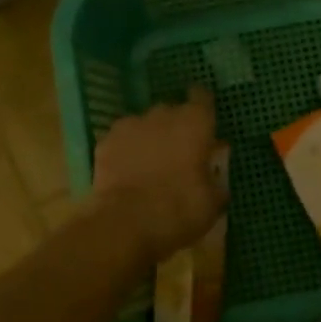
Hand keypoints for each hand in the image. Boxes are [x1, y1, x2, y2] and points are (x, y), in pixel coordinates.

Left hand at [92, 88, 227, 259]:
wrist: (125, 223)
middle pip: (172, 111)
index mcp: (195, 123)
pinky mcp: (105, 142)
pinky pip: (122, 141)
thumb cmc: (178, 210)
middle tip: (180, 153)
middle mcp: (162, 115)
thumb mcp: (212, 203)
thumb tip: (214, 175)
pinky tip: (127, 172)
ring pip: (144, 125)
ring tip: (150, 164)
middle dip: (176, 127)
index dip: (203, 107)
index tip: (204, 120)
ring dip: (150, 138)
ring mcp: (130, 126)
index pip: (202, 98)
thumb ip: (215, 180)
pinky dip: (126, 152)